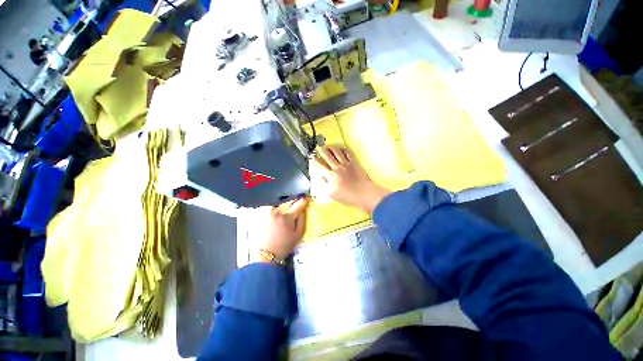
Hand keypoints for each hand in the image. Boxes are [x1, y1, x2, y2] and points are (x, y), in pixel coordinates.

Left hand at [256, 197, 309, 261]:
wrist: (268, 253)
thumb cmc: (286, 244)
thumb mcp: (299, 234)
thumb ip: (302, 219)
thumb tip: (303, 209)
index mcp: (287, 217)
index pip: (297, 205)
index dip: (303, 201)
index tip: (306, 198)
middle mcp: (278, 212)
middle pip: (289, 202)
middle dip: (295, 200)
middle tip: (299, 200)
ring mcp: (269, 213)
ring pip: (281, 204)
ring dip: (286, 202)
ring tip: (290, 204)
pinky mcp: (264, 216)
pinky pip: (273, 206)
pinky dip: (277, 205)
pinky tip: (280, 208)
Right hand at [311, 146, 390, 212]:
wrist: (365, 193)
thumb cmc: (348, 197)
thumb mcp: (333, 194)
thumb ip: (325, 184)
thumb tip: (320, 176)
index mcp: (331, 176)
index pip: (320, 166)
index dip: (314, 161)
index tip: (312, 158)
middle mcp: (337, 167)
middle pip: (327, 155)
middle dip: (321, 151)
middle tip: (318, 148)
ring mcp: (346, 163)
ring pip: (337, 152)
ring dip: (331, 147)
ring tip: (328, 146)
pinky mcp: (354, 162)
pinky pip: (348, 153)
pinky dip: (343, 149)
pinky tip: (340, 148)